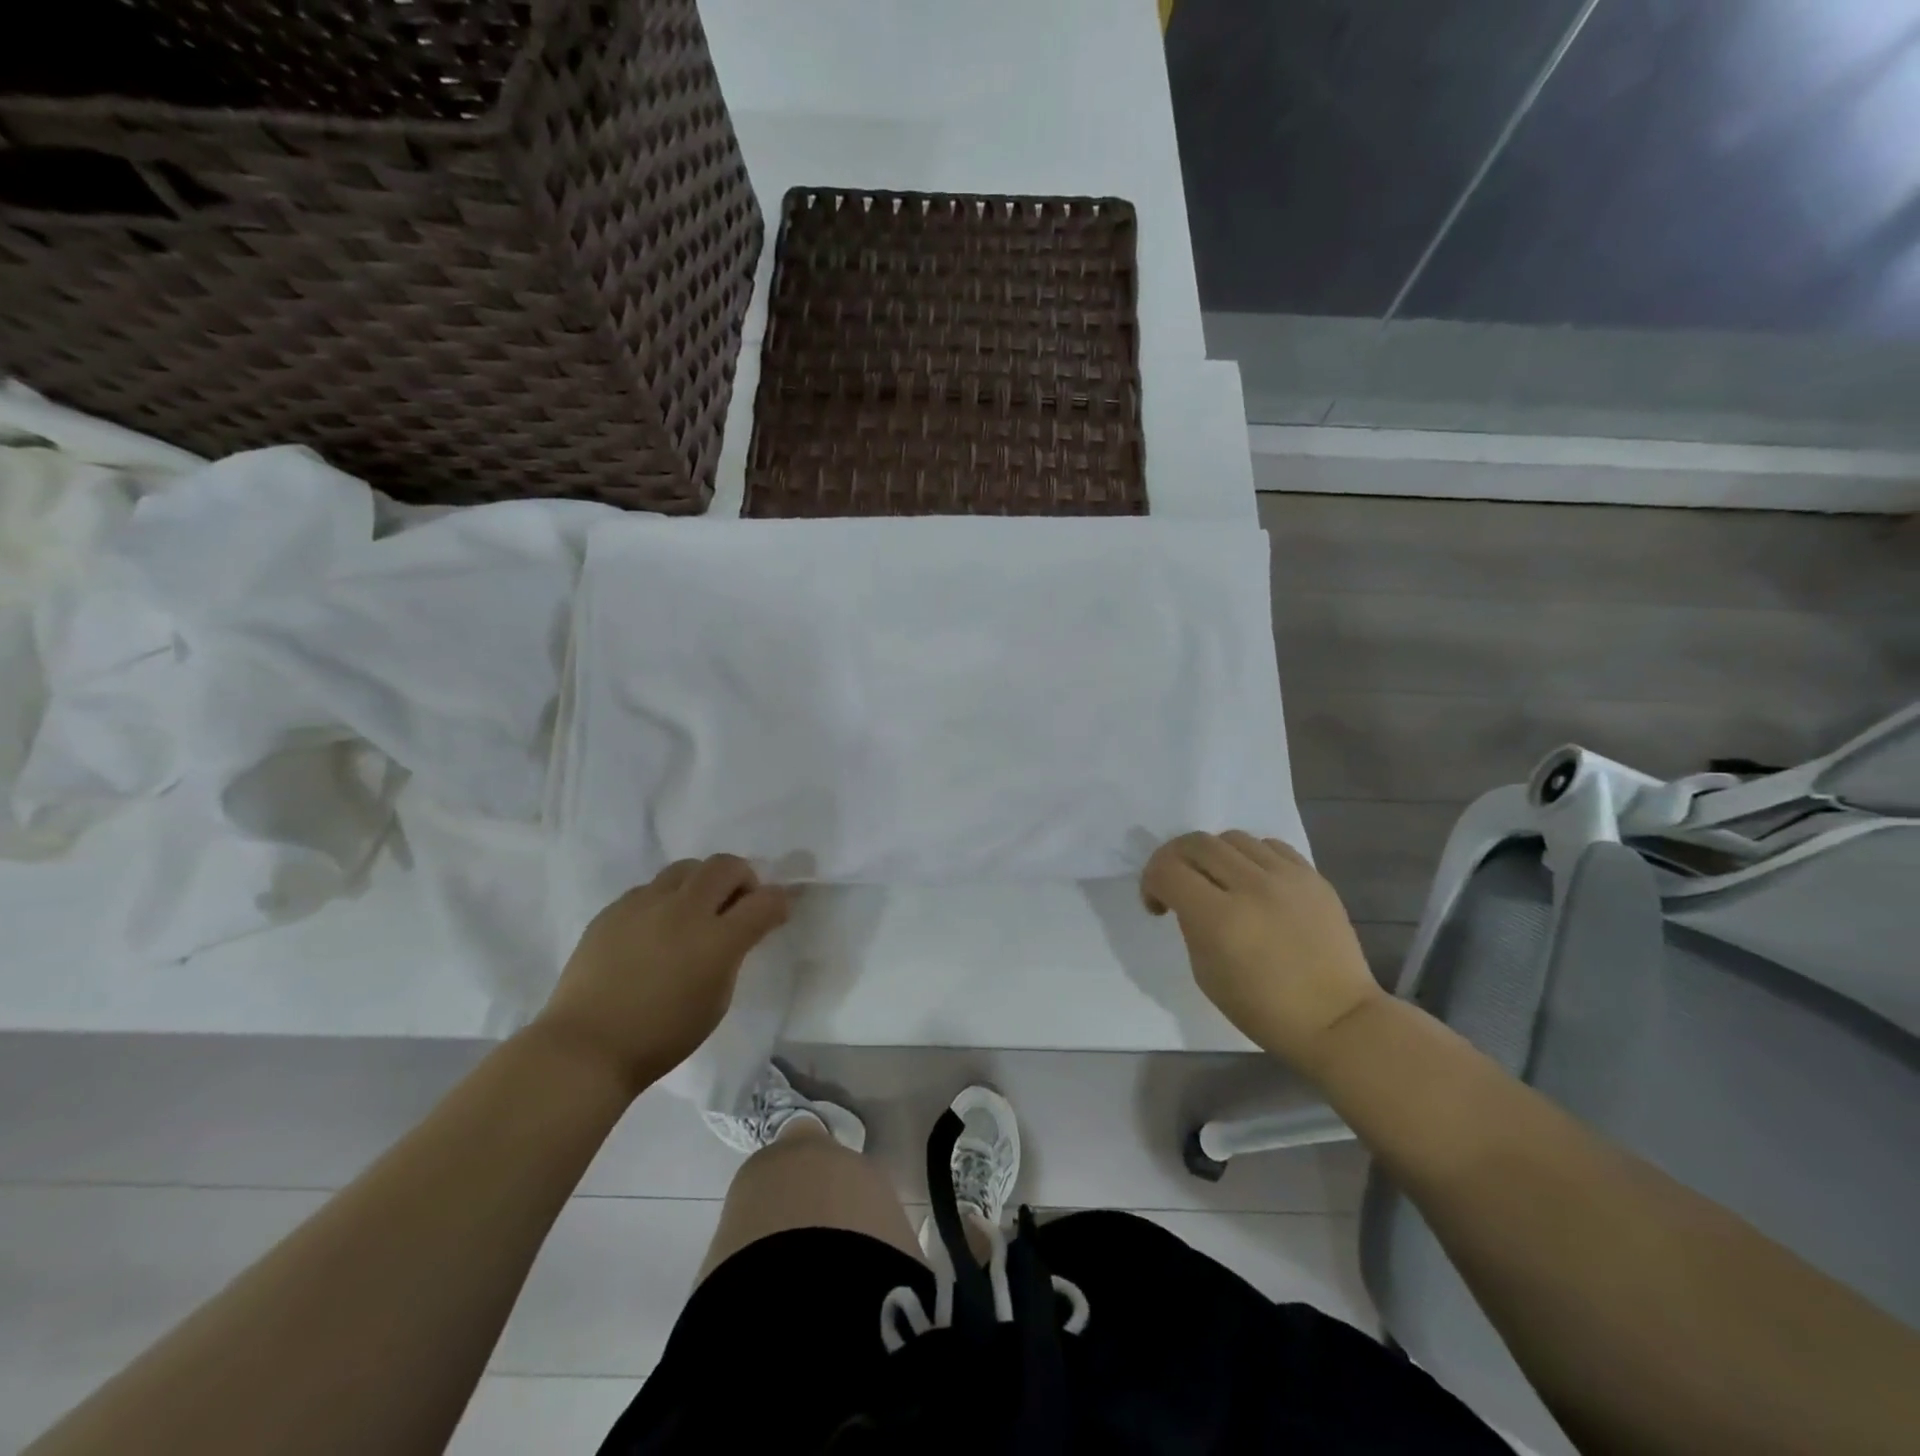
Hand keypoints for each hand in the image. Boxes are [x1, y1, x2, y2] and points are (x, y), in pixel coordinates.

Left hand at [534, 855, 789, 1094]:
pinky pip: (651, 888)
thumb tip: (736, 932)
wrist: (586, 1047)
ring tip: (696, 910)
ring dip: (703, 882)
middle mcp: (684, 910)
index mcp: (717, 940)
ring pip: (686, 867)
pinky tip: (657, 928)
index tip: (779, 910)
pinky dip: (666, 899)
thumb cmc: (662, 1036)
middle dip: (742, 878)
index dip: (780, 901)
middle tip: (738, 903)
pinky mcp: (614, 909)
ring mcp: (645, 904)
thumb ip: (732, 956)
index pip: (764, 901)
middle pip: (725, 866)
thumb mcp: (716, 1000)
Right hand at [1142, 831, 1382, 1072]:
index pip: (1167, 870)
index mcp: (1218, 919)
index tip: (1158, 903)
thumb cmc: (1262, 1009)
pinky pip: (1269, 845)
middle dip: (1175, 858)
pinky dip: (1250, 856)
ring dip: (1213, 855)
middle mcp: (1251, 887)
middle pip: (1196, 843)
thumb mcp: (1205, 972)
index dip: (1151, 880)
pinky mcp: (1312, 876)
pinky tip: (1253, 881)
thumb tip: (1186, 897)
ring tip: (1219, 881)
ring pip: (1232, 838)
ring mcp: (1286, 878)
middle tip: (1177, 882)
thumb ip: (1190, 924)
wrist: (1336, 1019)